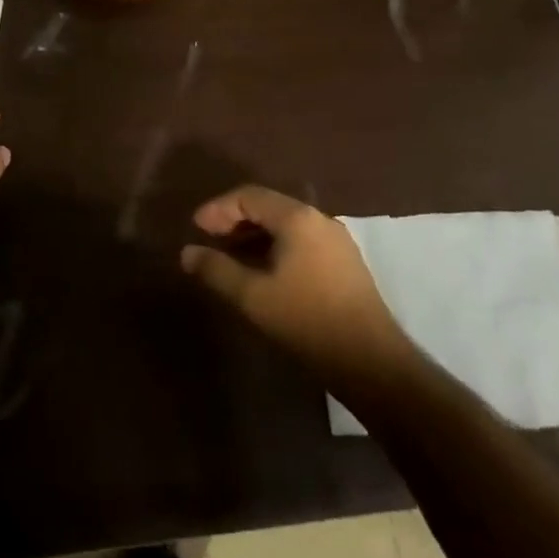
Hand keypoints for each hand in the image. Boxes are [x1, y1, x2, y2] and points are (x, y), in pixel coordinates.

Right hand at [181, 185, 413, 383]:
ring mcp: (337, 241)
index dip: (218, 209)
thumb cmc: (306, 320)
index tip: (196, 228)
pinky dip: (275, 246)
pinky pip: (301, 241)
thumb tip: (187, 252)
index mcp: (298, 219)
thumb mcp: (251, 296)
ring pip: (286, 225)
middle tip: (209, 238)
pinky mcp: (345, 264)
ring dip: (255, 234)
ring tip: (230, 255)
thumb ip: (216, 269)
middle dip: (235, 219)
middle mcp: (320, 220)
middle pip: (269, 206)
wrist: (370, 361)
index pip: (249, 196)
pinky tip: (262, 270)